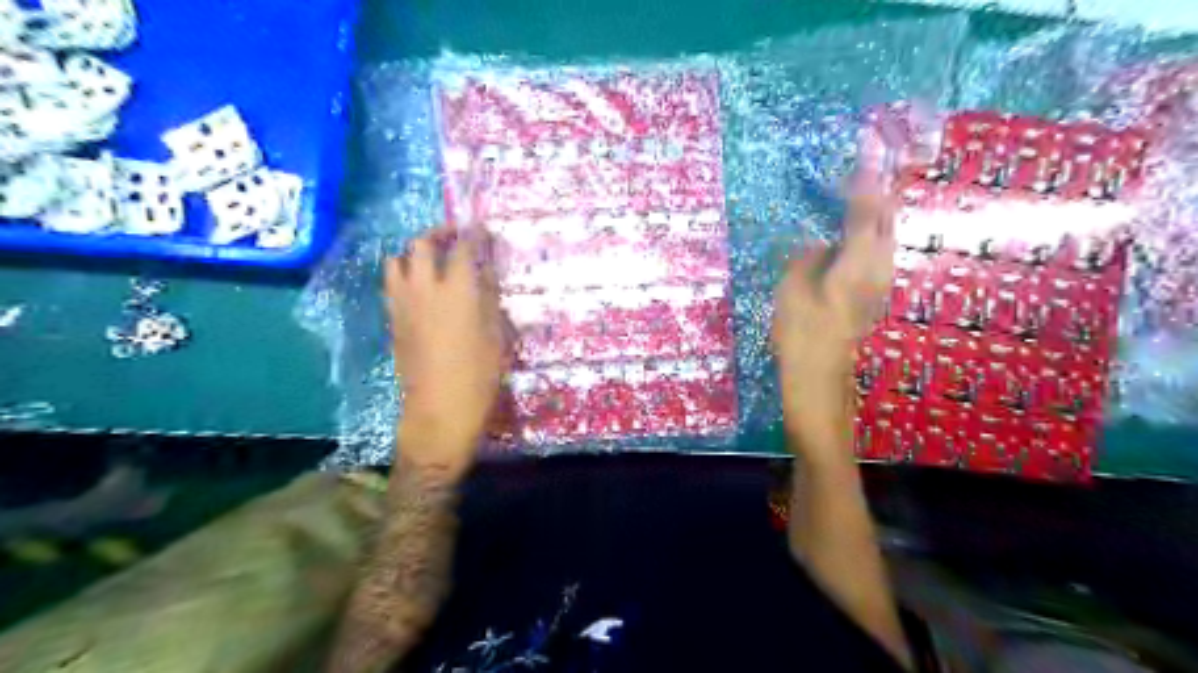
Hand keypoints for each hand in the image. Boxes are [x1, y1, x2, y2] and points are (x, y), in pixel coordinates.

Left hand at [388, 227, 510, 471]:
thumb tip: (486, 275)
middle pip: (421, 244)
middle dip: (438, 233)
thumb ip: (490, 299)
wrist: (439, 409)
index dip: (472, 234)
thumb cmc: (479, 375)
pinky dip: (404, 276)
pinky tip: (421, 289)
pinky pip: (392, 285)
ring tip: (431, 261)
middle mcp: (424, 288)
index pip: (462, 247)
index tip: (481, 230)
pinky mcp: (393, 320)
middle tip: (454, 238)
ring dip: (413, 253)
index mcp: (457, 289)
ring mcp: (403, 303)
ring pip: (396, 260)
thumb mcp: (497, 335)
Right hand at [773, 164, 891, 455]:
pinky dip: (869, 235)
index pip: (866, 213)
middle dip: (878, 193)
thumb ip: (808, 258)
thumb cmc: (801, 337)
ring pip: (885, 238)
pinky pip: (876, 253)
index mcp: (856, 264)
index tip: (863, 158)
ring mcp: (878, 284)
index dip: (864, 185)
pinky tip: (853, 235)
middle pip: (885, 221)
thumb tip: (819, 242)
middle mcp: (877, 270)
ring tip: (859, 195)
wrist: (820, 381)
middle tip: (865, 170)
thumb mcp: (792, 291)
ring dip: (875, 214)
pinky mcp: (872, 296)